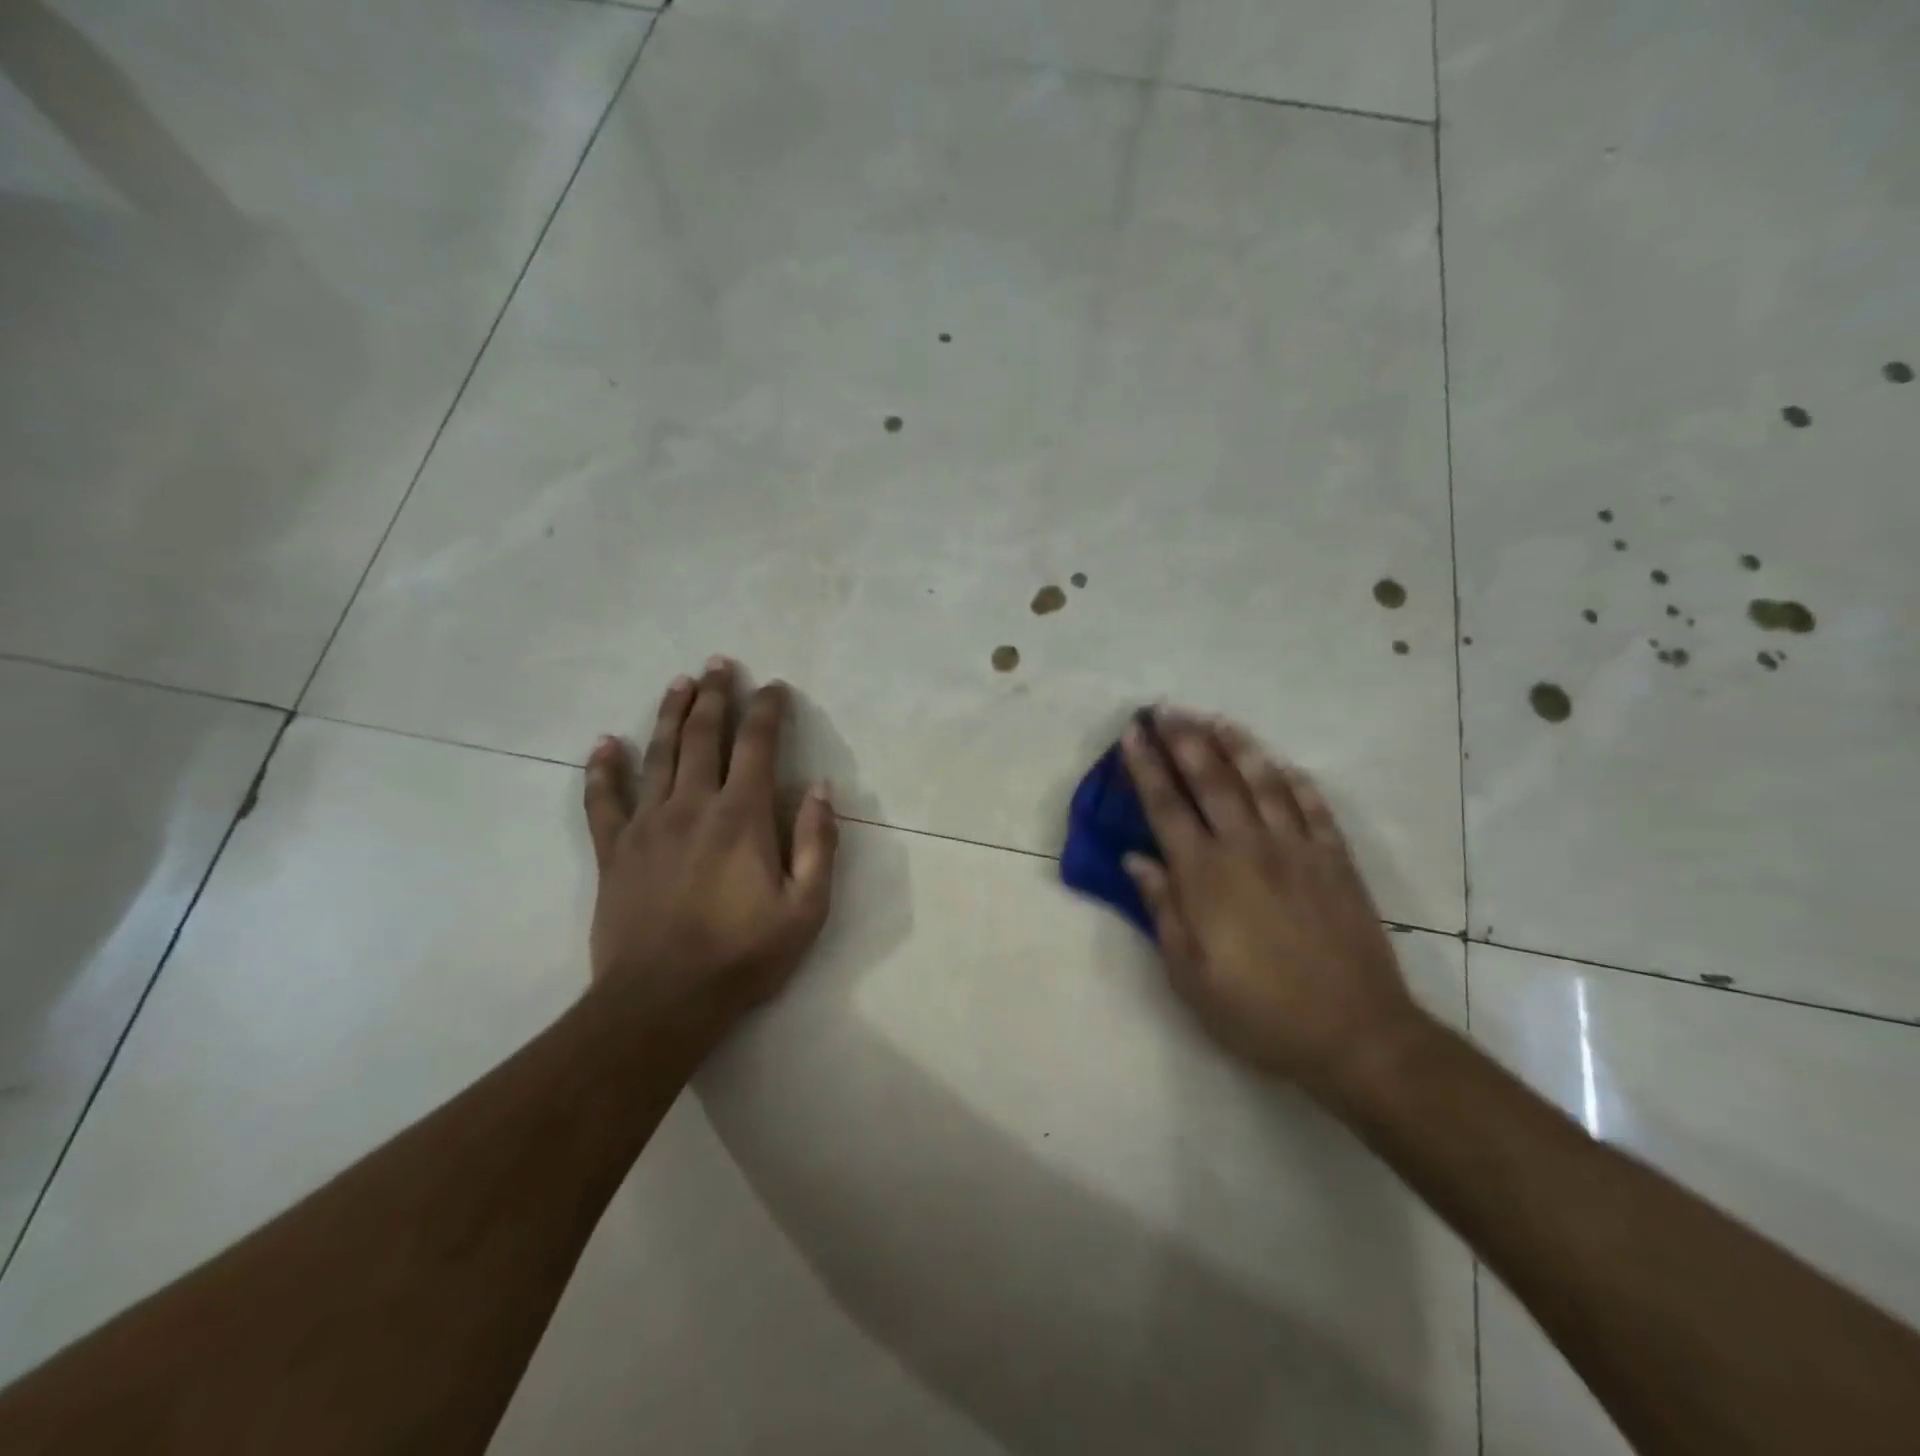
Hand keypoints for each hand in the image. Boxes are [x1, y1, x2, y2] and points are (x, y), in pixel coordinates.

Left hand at [582, 658, 838, 1036]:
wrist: (661, 1001)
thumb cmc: (742, 956)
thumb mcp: (806, 908)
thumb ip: (818, 844)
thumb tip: (822, 789)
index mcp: (742, 817)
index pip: (758, 746)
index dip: (768, 711)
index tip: (774, 687)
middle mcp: (693, 805)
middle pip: (703, 736)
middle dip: (715, 696)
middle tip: (719, 664)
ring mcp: (647, 825)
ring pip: (658, 755)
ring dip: (670, 715)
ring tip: (678, 682)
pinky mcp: (613, 850)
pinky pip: (603, 799)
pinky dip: (604, 769)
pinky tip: (605, 743)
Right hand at [1120, 712, 1424, 1100]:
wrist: (1353, 1034)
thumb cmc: (1258, 1011)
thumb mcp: (1190, 974)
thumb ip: (1162, 909)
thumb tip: (1136, 859)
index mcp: (1206, 875)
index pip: (1167, 807)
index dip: (1146, 767)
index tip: (1132, 734)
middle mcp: (1249, 848)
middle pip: (1212, 780)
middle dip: (1184, 740)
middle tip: (1166, 709)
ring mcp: (1298, 850)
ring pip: (1263, 782)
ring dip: (1236, 746)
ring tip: (1215, 719)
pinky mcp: (1336, 862)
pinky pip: (1314, 808)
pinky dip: (1295, 781)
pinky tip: (1282, 764)